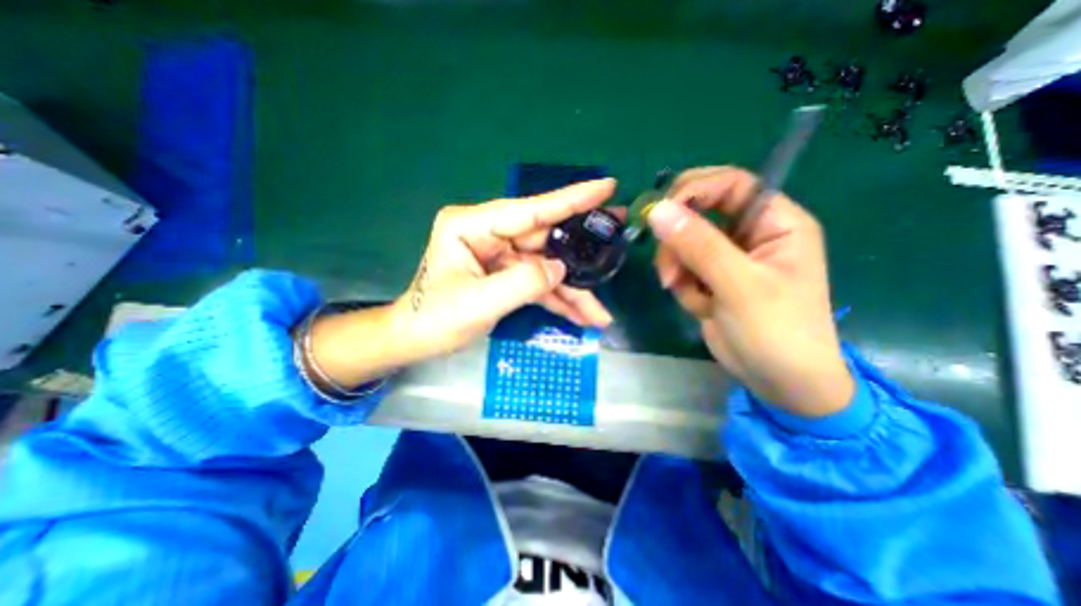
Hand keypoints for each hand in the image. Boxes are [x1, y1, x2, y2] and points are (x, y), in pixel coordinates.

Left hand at [396, 174, 615, 355]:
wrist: (416, 339)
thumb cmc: (435, 319)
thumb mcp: (479, 302)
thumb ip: (524, 282)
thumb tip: (561, 268)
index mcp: (472, 227)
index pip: (529, 210)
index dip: (571, 199)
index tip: (606, 186)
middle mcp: (489, 235)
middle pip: (545, 240)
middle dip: (580, 252)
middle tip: (617, 241)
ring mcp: (500, 256)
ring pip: (546, 268)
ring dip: (572, 292)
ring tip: (600, 313)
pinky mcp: (506, 275)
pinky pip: (538, 284)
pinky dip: (557, 301)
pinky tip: (579, 317)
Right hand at [649, 169, 852, 419]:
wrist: (779, 383)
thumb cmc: (776, 331)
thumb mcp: (739, 285)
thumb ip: (698, 245)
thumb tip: (656, 210)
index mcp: (775, 222)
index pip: (730, 184)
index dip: (694, 191)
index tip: (660, 213)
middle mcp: (750, 233)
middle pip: (699, 212)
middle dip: (678, 240)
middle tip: (669, 268)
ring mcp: (727, 257)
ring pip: (683, 242)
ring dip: (676, 267)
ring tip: (685, 293)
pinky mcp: (710, 278)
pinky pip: (682, 267)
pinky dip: (682, 286)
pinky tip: (699, 306)